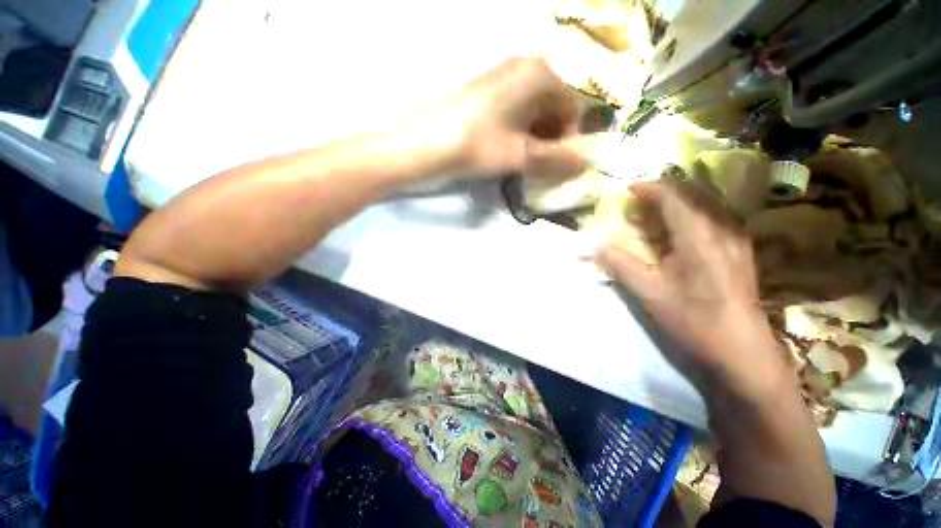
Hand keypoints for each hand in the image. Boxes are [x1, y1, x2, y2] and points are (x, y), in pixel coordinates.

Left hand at [415, 56, 594, 179]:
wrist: (424, 141)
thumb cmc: (477, 144)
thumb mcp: (521, 156)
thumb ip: (556, 160)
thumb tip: (586, 164)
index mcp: (539, 75)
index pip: (572, 108)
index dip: (569, 139)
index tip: (558, 165)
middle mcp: (525, 68)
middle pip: (553, 109)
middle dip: (552, 140)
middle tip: (541, 166)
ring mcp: (503, 78)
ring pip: (534, 112)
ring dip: (535, 139)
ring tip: (523, 163)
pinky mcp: (487, 93)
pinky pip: (515, 113)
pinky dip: (519, 134)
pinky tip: (508, 151)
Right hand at [595, 181, 788, 396]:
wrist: (743, 355)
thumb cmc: (694, 323)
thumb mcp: (650, 294)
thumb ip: (620, 265)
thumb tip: (592, 246)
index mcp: (699, 237)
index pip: (674, 197)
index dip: (649, 188)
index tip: (627, 190)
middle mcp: (722, 231)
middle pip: (693, 195)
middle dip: (663, 193)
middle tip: (638, 202)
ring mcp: (736, 241)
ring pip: (706, 206)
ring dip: (678, 204)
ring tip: (655, 214)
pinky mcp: (741, 253)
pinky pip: (715, 220)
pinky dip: (691, 217)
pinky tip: (680, 233)